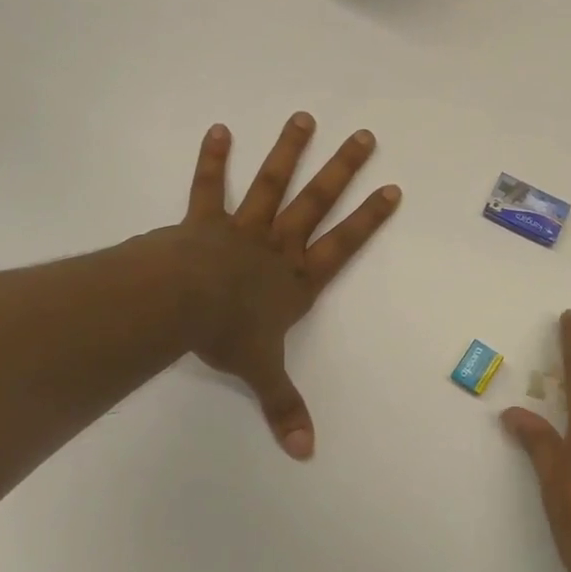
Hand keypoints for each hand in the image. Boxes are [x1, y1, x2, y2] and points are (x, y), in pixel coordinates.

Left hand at [169, 113, 399, 458]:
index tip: (392, 189)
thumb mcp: (262, 373)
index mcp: (299, 279)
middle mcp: (279, 246)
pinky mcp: (204, 221)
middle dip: (342, 169)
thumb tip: (306, 453)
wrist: (178, 304)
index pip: (345, 244)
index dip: (370, 218)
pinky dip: (214, 159)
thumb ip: (285, 408)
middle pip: (318, 201)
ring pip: (273, 184)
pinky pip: (210, 187)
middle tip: (364, 136)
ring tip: (303, 118)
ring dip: (289, 151)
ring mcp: (242, 228)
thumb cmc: (228, 335)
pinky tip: (219, 130)